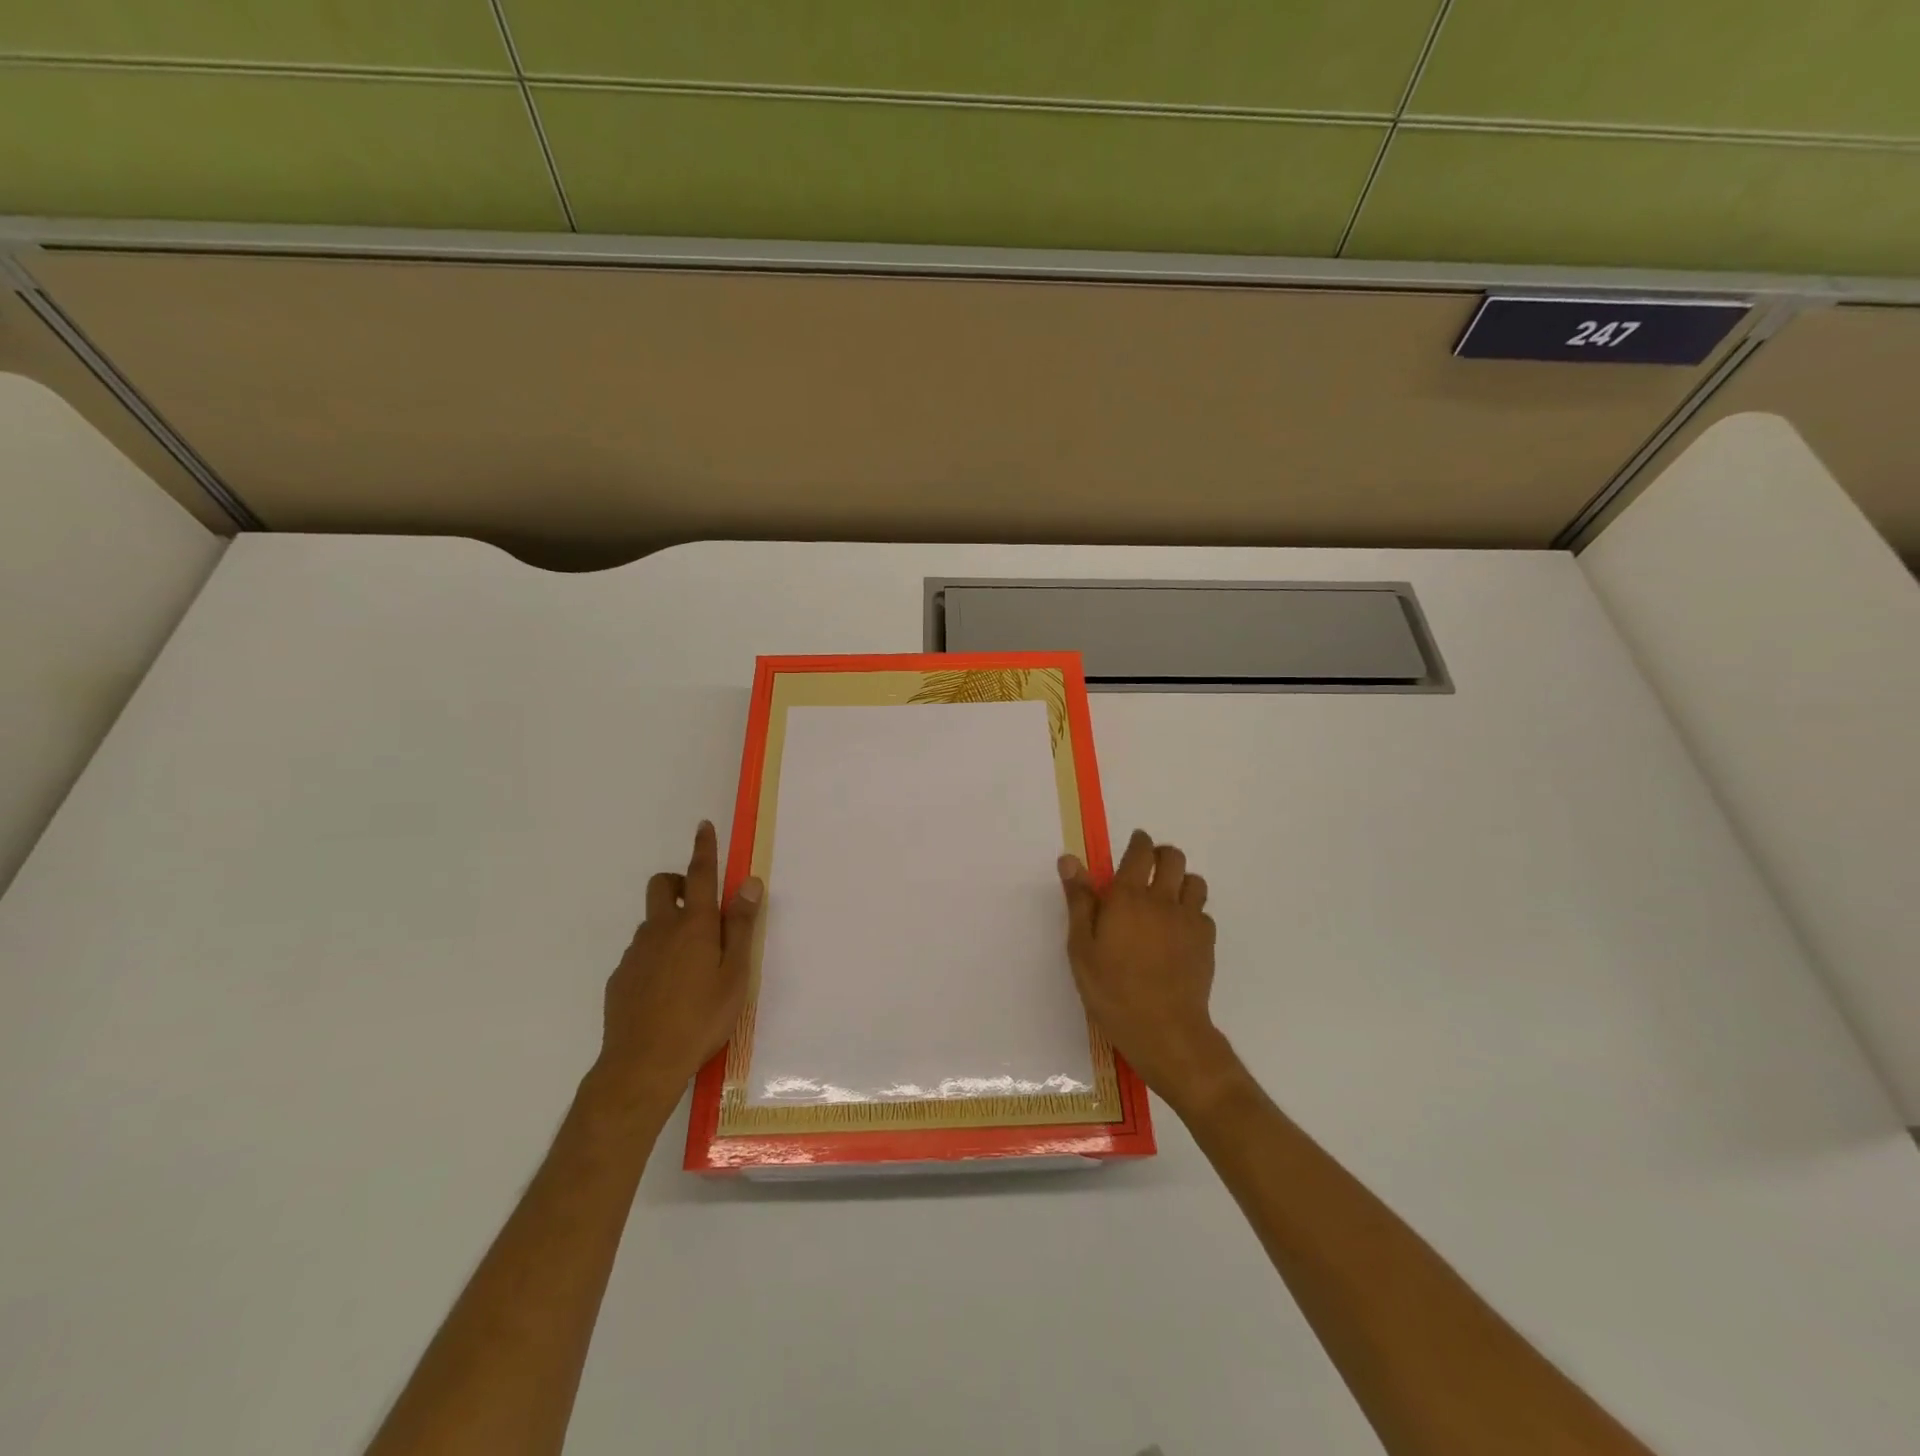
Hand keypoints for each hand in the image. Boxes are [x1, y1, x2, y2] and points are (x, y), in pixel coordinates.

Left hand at [594, 821, 761, 1111]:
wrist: (642, 1065)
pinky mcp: (620, 978)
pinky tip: (667, 992)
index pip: (700, 875)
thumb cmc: (701, 1018)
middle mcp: (661, 930)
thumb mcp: (735, 974)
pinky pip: (641, 953)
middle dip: (678, 882)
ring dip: (670, 925)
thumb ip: (741, 927)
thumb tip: (749, 883)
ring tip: (691, 966)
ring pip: (652, 922)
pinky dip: (655, 956)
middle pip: (663, 886)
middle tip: (699, 907)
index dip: (704, 849)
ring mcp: (636, 954)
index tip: (703, 826)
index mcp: (694, 926)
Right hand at [1059, 830, 1237, 1110]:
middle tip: (1148, 867)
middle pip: (1173, 857)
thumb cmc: (1112, 990)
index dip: (1138, 842)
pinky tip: (1179, 930)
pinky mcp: (1207, 941)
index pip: (1140, 852)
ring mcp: (1189, 920)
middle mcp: (1162, 899)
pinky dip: (1192, 911)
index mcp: (1128, 896)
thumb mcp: (1082, 947)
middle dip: (1161, 854)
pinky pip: (1203, 912)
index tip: (1134, 844)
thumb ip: (1079, 900)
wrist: (1164, 1030)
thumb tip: (1070, 860)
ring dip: (1180, 881)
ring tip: (1166, 897)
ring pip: (1194, 881)